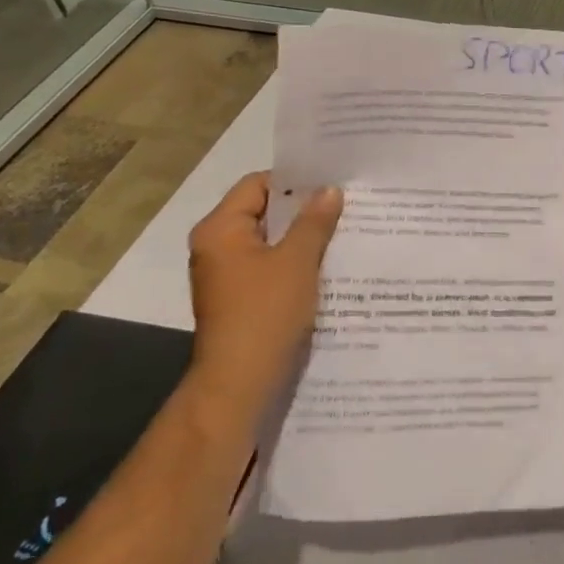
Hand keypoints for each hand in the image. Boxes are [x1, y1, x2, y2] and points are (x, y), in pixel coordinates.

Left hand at [185, 172, 342, 424]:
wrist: (240, 383)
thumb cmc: (265, 313)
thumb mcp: (297, 261)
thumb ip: (314, 222)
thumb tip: (329, 190)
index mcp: (220, 229)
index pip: (257, 185)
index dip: (294, 181)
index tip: (332, 181)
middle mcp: (217, 247)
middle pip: (264, 213)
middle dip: (304, 210)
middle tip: (346, 204)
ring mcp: (227, 275)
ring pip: (270, 242)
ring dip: (303, 238)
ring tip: (345, 231)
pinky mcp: (241, 299)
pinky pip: (271, 267)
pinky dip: (296, 263)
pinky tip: (329, 265)